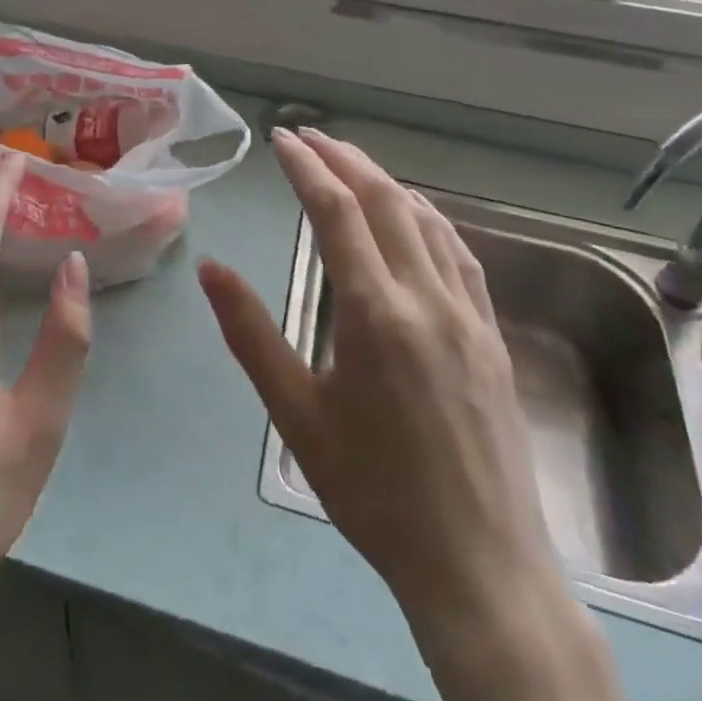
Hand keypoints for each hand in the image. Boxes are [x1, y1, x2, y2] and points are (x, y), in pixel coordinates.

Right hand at [199, 129, 635, 700]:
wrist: (478, 564)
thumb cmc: (373, 491)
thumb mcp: (296, 414)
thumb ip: (251, 333)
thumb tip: (211, 268)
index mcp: (375, 312)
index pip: (337, 211)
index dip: (307, 167)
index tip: (282, 139)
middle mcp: (427, 296)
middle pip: (385, 200)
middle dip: (344, 158)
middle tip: (308, 136)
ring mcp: (468, 313)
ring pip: (426, 219)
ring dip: (385, 181)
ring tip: (351, 163)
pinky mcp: (491, 333)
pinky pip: (459, 252)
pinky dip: (427, 217)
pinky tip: (414, 216)